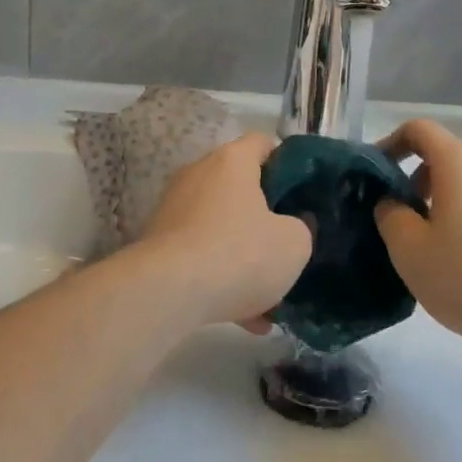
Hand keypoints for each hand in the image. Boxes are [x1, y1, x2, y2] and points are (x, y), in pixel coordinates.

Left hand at [136, 133, 311, 330]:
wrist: (166, 293)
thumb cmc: (238, 254)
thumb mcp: (293, 244)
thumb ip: (302, 228)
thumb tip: (295, 225)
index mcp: (232, 162)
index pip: (263, 142)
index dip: (288, 162)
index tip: (303, 190)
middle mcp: (198, 175)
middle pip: (239, 186)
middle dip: (265, 215)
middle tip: (288, 240)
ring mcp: (174, 209)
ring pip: (221, 227)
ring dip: (244, 255)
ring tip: (270, 294)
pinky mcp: (158, 244)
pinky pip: (201, 256)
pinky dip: (222, 279)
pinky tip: (246, 318)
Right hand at [375, 119, 461, 356]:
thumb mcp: (411, 251)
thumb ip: (390, 215)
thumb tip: (392, 201)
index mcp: (459, 160)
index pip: (418, 129)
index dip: (390, 144)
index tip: (375, 175)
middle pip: (444, 156)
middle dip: (415, 181)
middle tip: (401, 223)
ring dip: (444, 203)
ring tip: (434, 248)